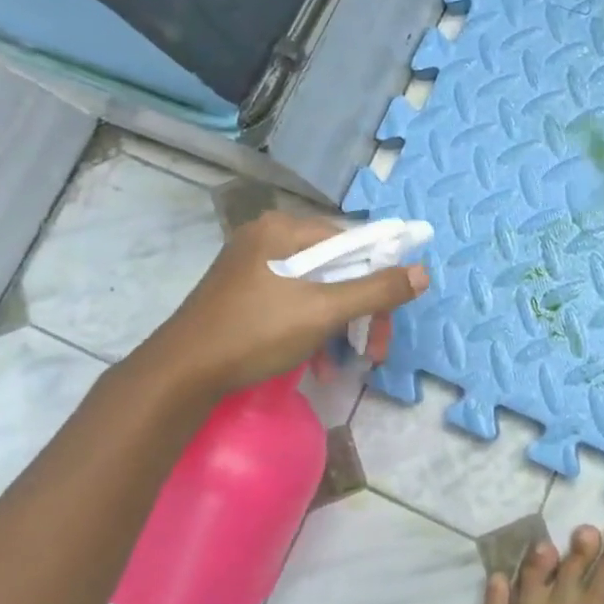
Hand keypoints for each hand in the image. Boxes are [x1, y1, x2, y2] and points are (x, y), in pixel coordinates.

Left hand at [136, 210, 427, 396]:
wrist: (180, 375)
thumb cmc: (255, 333)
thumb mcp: (324, 311)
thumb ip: (376, 290)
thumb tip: (423, 272)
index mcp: (284, 229)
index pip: (353, 241)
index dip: (380, 276)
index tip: (391, 315)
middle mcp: (267, 237)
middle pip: (336, 267)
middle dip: (360, 310)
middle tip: (373, 349)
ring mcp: (251, 265)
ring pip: (316, 288)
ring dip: (338, 325)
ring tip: (347, 363)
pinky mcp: (242, 292)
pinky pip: (293, 300)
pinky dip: (311, 327)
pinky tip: (317, 363)